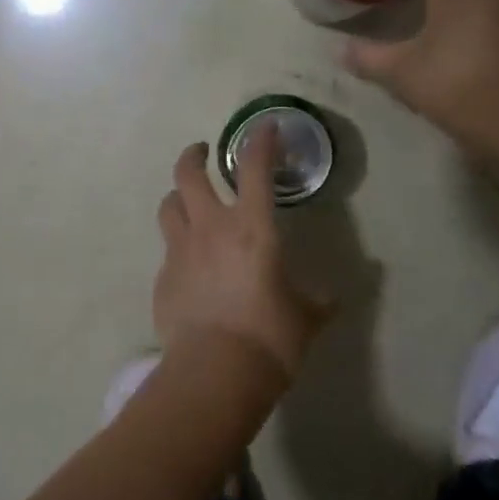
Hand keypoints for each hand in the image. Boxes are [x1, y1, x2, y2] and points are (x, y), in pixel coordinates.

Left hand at [153, 126, 327, 378]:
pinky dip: (179, 247)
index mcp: (252, 228)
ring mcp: (180, 252)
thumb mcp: (305, 318)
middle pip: (188, 174)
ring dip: (178, 197)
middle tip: (203, 153)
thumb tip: (335, 298)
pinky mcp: (163, 278)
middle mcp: (210, 229)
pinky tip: (190, 266)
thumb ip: (319, 302)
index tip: (266, 127)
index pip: (256, 168)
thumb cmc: (270, 338)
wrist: (214, 372)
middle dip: (194, 155)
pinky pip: (167, 250)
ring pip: (168, 206)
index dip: (261, 141)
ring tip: (188, 203)